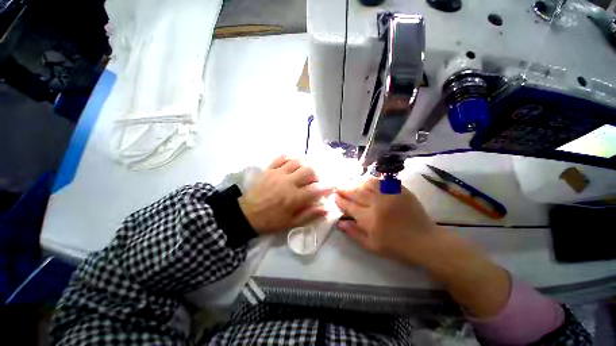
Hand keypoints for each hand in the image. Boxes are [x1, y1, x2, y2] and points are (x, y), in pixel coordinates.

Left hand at [239, 156, 332, 234]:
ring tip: (305, 171)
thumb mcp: (291, 223)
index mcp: (294, 198)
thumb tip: (325, 209)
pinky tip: (293, 162)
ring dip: (306, 164)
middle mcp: (288, 182)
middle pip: (309, 171)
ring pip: (297, 161)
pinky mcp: (269, 169)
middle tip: (315, 181)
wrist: (246, 214)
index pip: (316, 189)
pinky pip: (282, 157)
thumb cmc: (270, 221)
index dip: (327, 187)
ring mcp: (278, 173)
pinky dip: (290, 158)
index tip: (332, 186)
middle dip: (316, 175)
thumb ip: (309, 215)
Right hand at [334, 177, 444, 265]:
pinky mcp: (400, 191)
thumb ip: (354, 233)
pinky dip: (372, 180)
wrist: (425, 241)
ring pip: (367, 184)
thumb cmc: (396, 247)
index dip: (341, 201)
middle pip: (356, 193)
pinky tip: (367, 181)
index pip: (350, 206)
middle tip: (339, 187)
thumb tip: (340, 223)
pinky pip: (382, 181)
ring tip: (351, 183)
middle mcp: (377, 204)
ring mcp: (389, 195)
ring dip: (356, 183)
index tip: (335, 196)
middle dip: (345, 189)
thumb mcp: (372, 246)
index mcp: (369, 219)